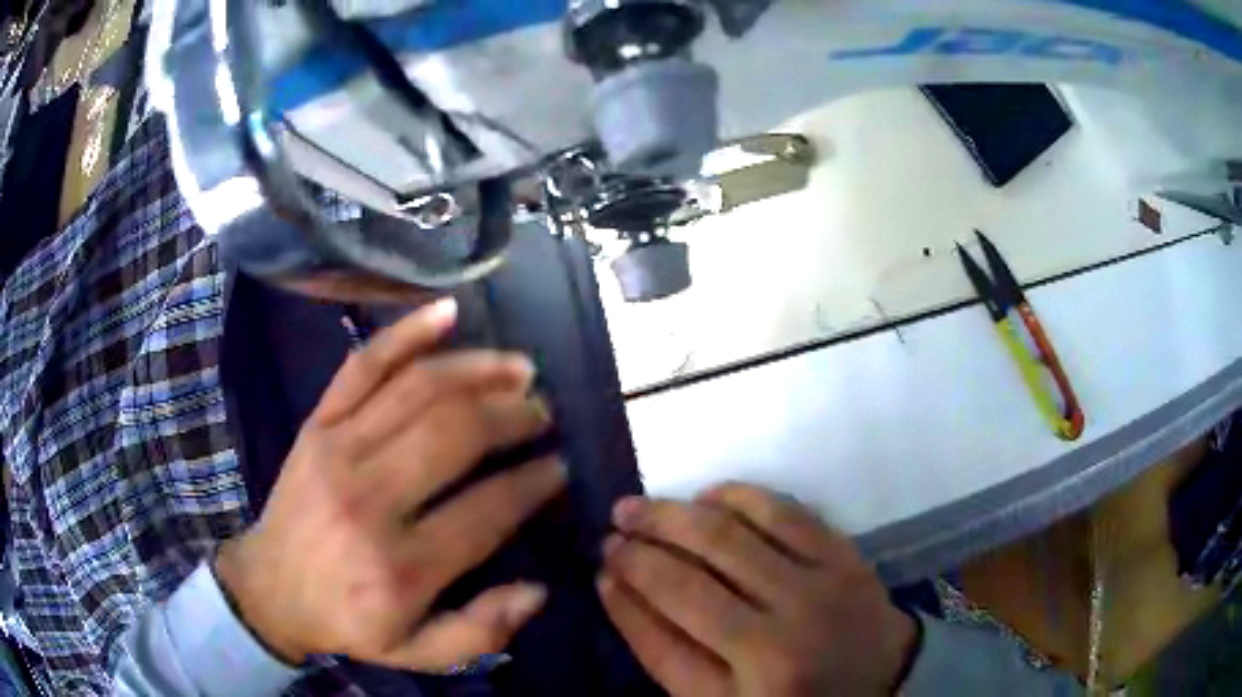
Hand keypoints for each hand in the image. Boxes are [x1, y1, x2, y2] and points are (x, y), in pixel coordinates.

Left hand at [215, 298, 566, 670]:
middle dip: (514, 416)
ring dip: (479, 370)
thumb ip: (481, 631)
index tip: (559, 468)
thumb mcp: (417, 653)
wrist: (270, 588)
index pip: (487, 508)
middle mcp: (370, 498)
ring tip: (520, 368)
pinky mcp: (317, 423)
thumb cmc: (347, 621)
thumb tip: (537, 589)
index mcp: (400, 565)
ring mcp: (337, 449)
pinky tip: (447, 311)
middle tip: (543, 413)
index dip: (534, 482)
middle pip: (456, 434)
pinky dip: (406, 332)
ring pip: (418, 389)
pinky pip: (363, 366)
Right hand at [598, 483, 916, 695]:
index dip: (622, 598)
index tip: (600, 568)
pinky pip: (783, 511)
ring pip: (729, 536)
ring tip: (641, 507)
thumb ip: (668, 654)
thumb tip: (618, 586)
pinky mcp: (844, 556)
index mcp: (744, 691)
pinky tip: (707, 496)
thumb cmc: (794, 695)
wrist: (882, 677)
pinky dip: (737, 496)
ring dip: (674, 515)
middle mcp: (779, 641)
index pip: (660, 640)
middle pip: (688, 581)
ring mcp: (818, 590)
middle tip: (612, 527)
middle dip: (638, 548)